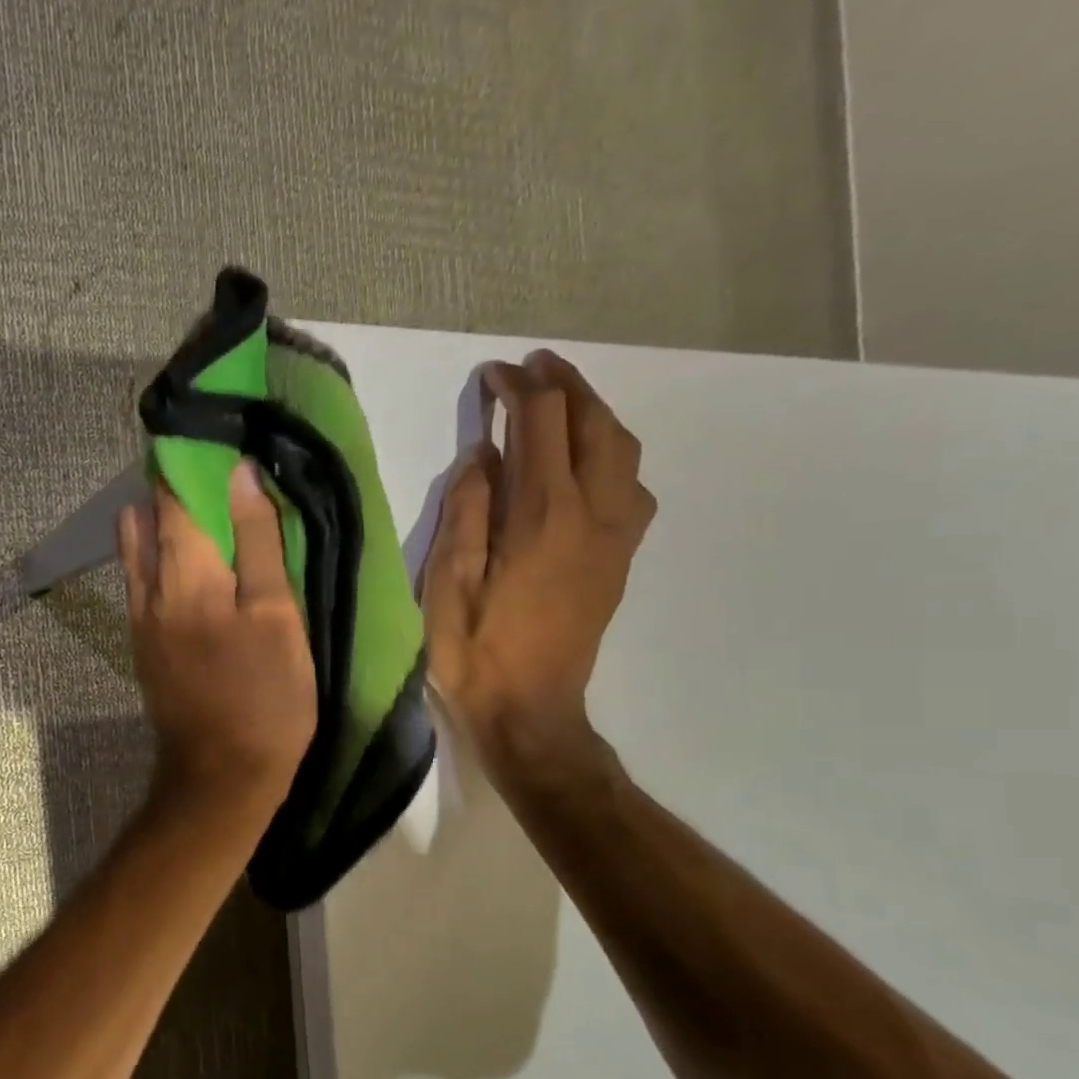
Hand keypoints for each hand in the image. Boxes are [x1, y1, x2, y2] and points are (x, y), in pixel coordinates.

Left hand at [118, 460, 317, 818]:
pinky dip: (163, 556)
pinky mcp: (142, 642)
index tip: (215, 437)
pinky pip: (144, 579)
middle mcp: (147, 586)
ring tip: (210, 516)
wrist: (221, 775)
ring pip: (140, 547)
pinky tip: (198, 564)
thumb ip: (256, 542)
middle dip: (175, 484)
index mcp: (183, 571)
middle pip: (147, 514)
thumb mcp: (276, 616)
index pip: (170, 491)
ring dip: (166, 520)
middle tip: (219, 474)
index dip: (188, 457)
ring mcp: (138, 617)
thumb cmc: (264, 696)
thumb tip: (239, 474)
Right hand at [423, 350, 654, 757]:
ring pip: (622, 452)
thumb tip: (482, 457)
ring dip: (595, 415)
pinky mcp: (619, 560)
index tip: (492, 376)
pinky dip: (611, 455)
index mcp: (542, 516)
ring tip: (562, 403)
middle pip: (594, 425)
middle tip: (534, 367)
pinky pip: (630, 487)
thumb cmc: (475, 651)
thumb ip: (467, 512)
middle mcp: (590, 515)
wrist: (529, 711)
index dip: (518, 389)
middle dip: (566, 385)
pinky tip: (586, 464)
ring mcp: (613, 538)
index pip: (540, 425)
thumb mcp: (448, 583)